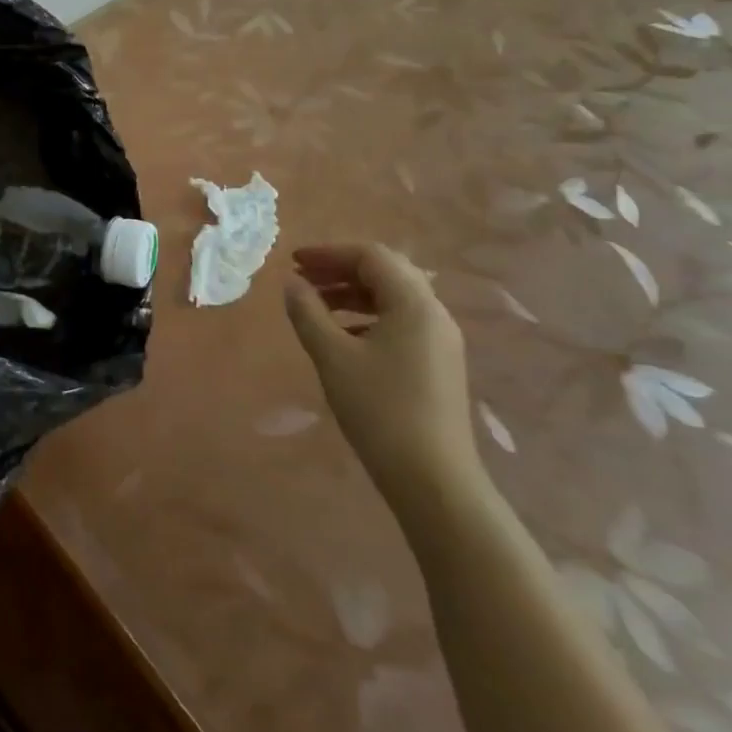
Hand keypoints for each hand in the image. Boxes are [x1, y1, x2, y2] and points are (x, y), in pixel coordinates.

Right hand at [283, 243, 477, 509]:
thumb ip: (308, 313)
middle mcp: (434, 313)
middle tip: (303, 278)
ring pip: (394, 297)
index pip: (371, 256)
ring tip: (315, 305)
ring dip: (353, 292)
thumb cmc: (379, 409)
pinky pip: (401, 321)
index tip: (293, 262)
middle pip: (386, 271)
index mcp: (414, 304)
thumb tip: (292, 283)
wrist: (433, 479)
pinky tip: (342, 336)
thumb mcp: (332, 356)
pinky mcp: (438, 363)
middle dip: (341, 269)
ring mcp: (440, 340)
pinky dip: (368, 315)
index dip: (329, 253)